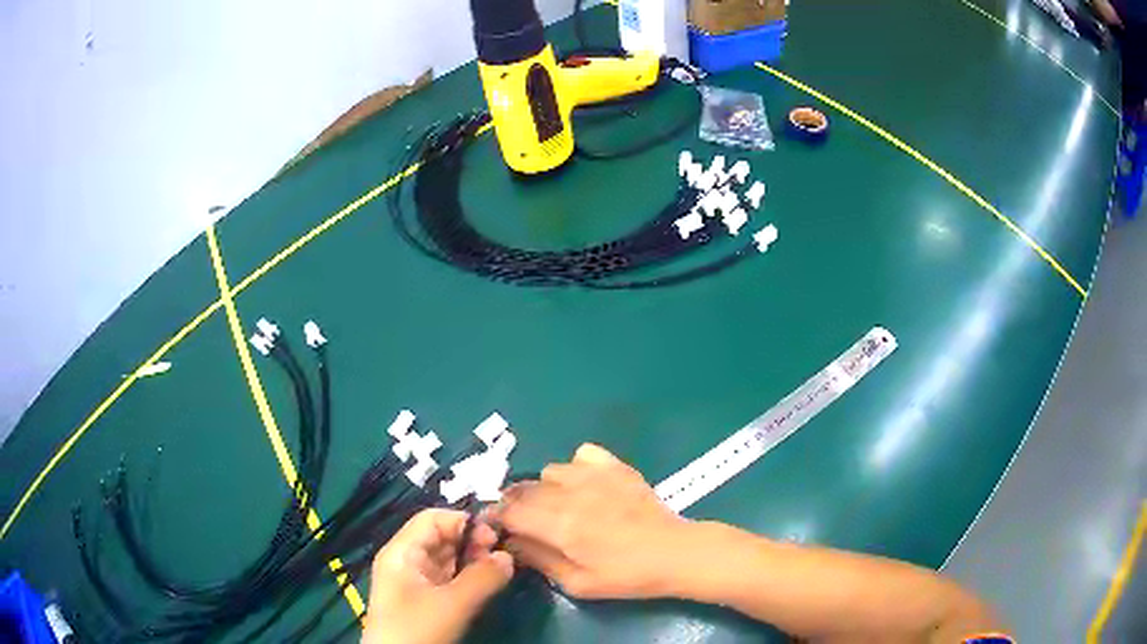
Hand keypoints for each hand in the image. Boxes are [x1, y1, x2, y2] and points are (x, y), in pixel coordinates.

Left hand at [363, 509, 513, 643]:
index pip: (432, 519)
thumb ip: (482, 578)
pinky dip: (467, 577)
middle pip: (440, 538)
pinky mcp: (424, 601)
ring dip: (472, 560)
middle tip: (501, 554)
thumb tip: (508, 556)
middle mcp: (406, 561)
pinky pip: (448, 579)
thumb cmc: (417, 627)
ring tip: (499, 568)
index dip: (462, 522)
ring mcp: (414, 582)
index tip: (494, 536)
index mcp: (402, 552)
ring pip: (446, 560)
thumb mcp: (452, 603)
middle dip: (471, 541)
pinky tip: (486, 583)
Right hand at [489, 444, 691, 599]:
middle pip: (523, 489)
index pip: (509, 512)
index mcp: (559, 526)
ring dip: (545, 487)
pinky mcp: (615, 466)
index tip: (498, 527)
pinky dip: (576, 467)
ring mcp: (594, 475)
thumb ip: (539, 560)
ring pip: (549, 471)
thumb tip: (511, 542)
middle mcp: (570, 494)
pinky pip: (581, 455)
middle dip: (515, 504)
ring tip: (559, 504)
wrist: (673, 553)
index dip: (497, 518)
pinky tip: (586, 486)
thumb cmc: (625, 576)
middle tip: (527, 521)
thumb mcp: (577, 583)